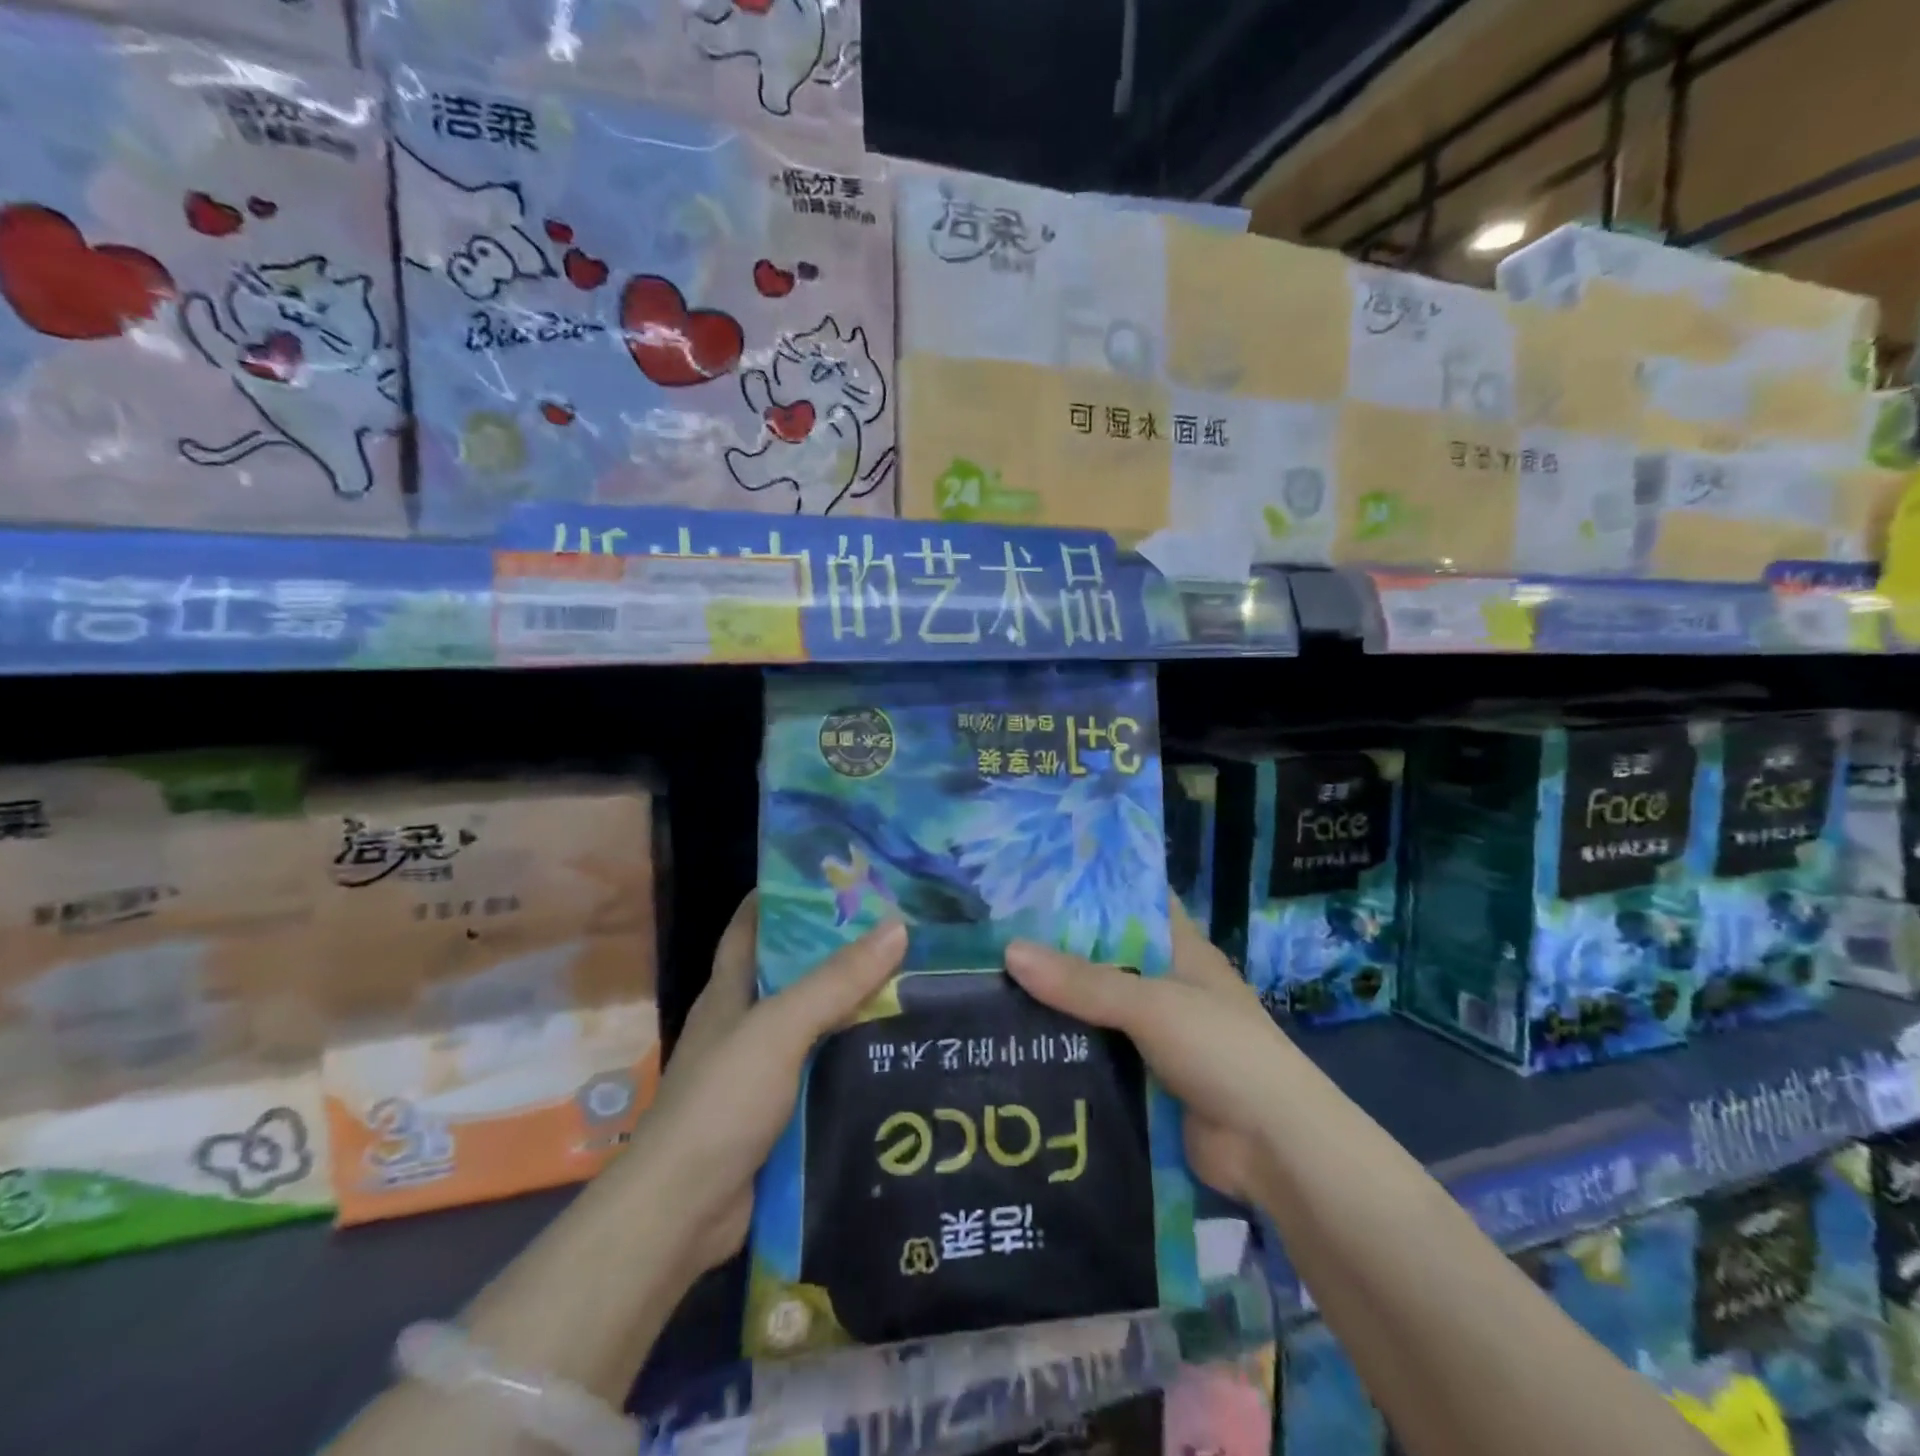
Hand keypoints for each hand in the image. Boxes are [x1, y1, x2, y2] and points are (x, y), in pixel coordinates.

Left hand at [639, 893, 906, 1272]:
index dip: (784, 896)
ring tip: (912, 982)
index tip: (836, 877)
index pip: (751, 926)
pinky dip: (852, 1059)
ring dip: (852, 1007)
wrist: (682, 1213)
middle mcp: (742, 1024)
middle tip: (897, 928)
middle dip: (836, 951)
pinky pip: (822, 1072)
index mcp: (729, 991)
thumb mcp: (779, 1029)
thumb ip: (835, 982)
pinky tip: (894, 1052)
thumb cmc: (721, 1102)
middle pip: (792, 974)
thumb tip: (897, 927)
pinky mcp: (778, 1112)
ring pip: (813, 1025)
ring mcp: (760, 1071)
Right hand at [1004, 902, 1287, 1204]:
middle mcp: (1168, 986)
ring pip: (1097, 1010)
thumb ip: (1083, 983)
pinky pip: (1097, 1055)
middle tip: (996, 934)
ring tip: (991, 985)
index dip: (1094, 889)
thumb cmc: (1222, 1051)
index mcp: (1182, 951)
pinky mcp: (1145, 1079)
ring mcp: (1157, 1035)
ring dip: (1057, 1005)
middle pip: (1107, 959)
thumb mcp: (1152, 1005)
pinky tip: (1018, 1044)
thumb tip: (1009, 952)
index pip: (1135, 904)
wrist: (1274, 1149)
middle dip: (1059, 950)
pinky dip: (1066, 1050)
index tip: (1038, 880)